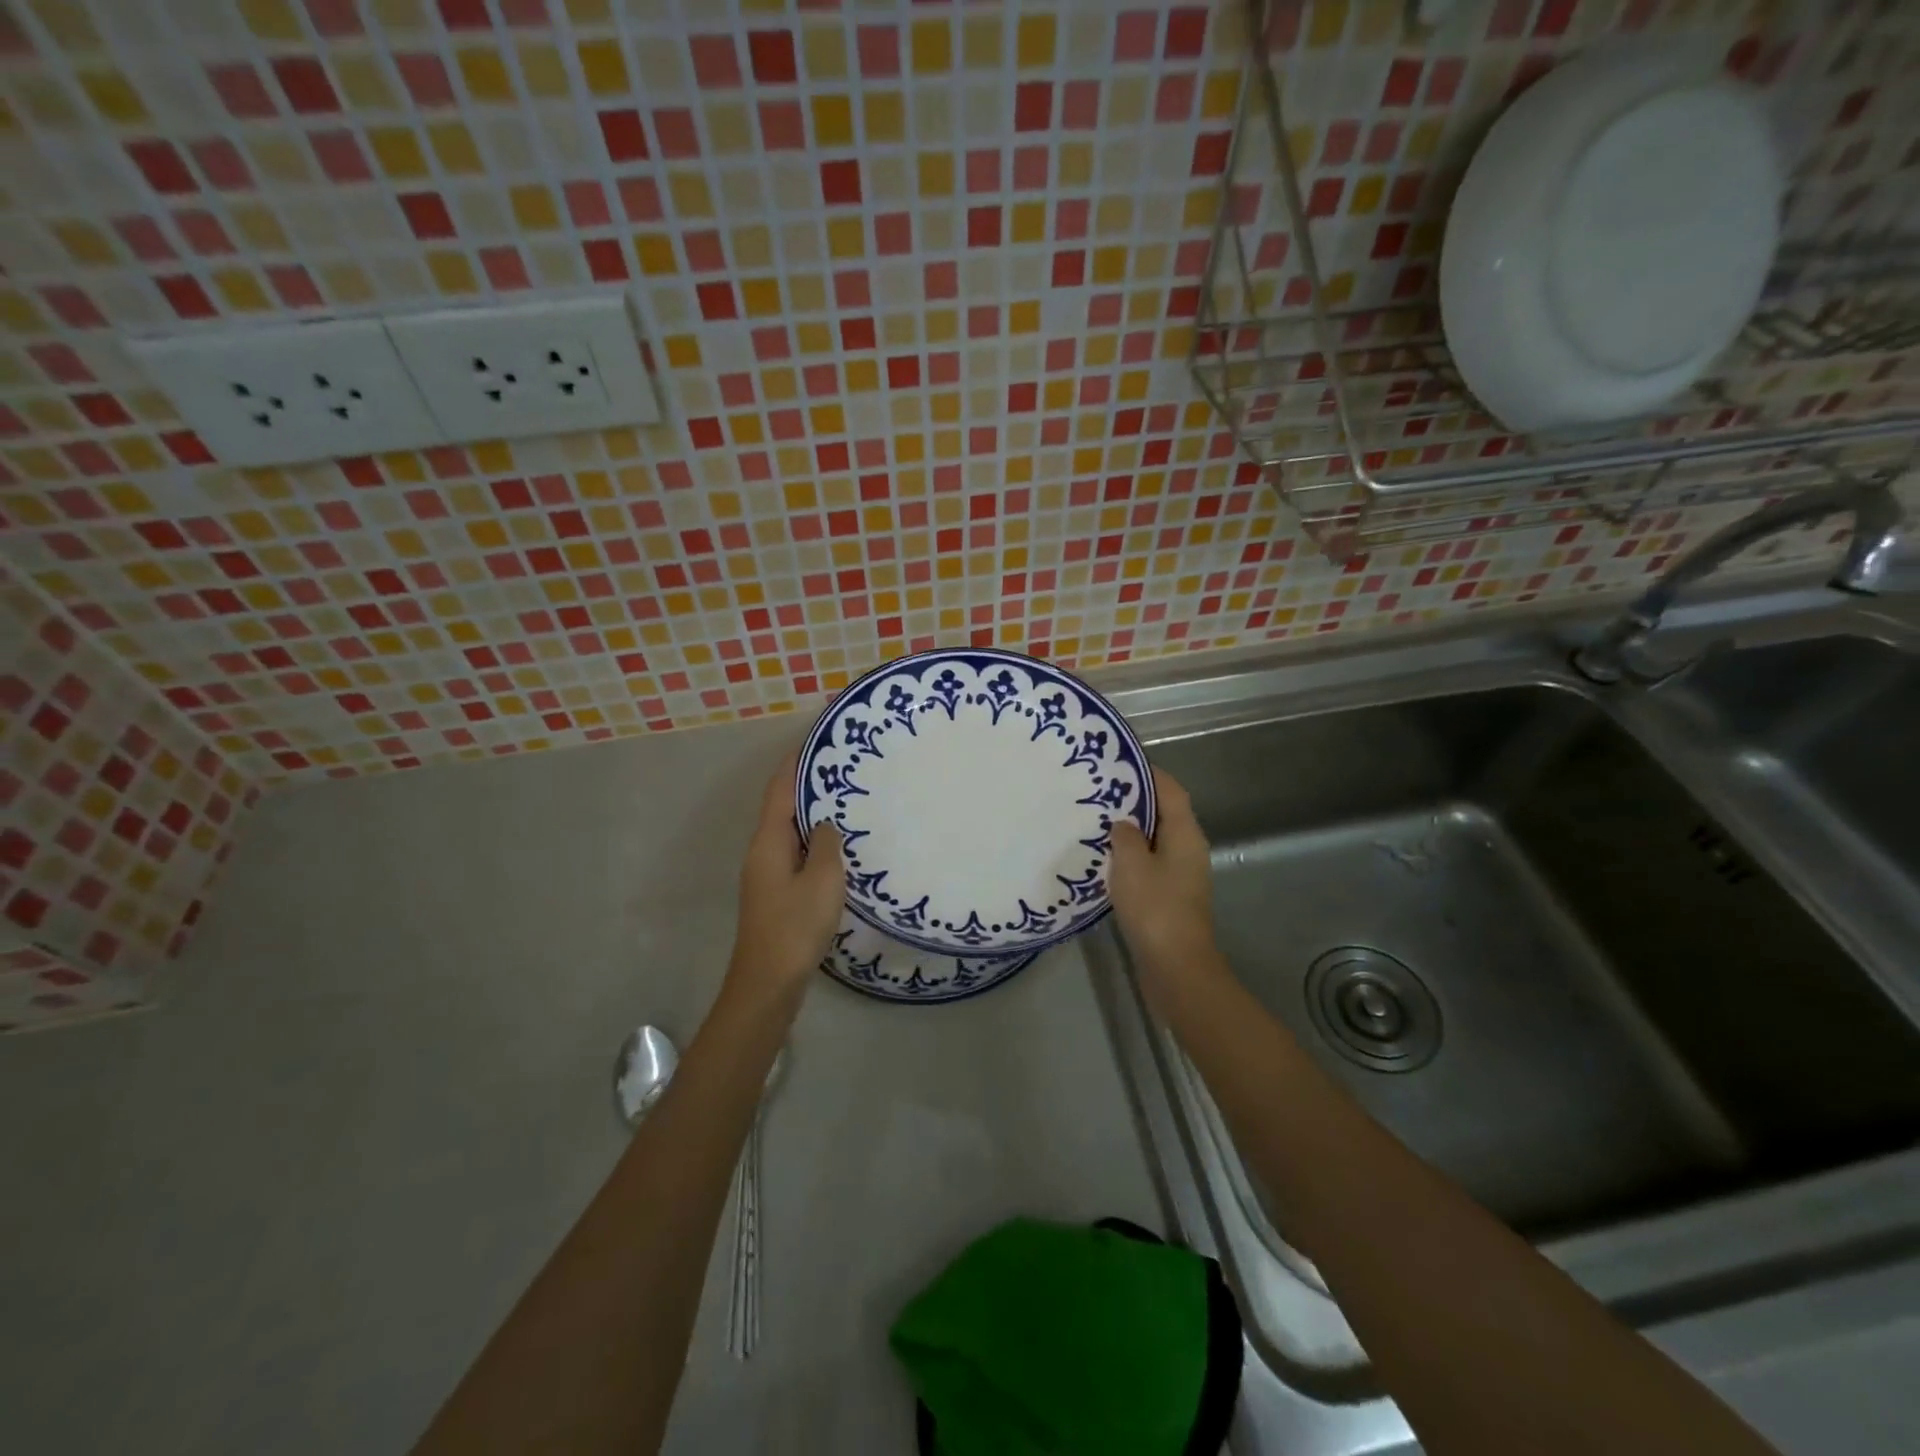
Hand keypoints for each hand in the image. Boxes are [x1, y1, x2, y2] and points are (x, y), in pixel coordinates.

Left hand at [726, 753, 844, 994]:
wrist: (768, 984)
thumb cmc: (795, 926)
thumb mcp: (823, 880)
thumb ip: (827, 844)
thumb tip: (826, 825)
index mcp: (768, 842)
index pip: (779, 790)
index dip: (794, 764)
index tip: (816, 741)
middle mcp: (762, 853)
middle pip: (783, 809)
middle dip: (808, 787)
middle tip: (843, 771)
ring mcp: (767, 876)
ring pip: (791, 834)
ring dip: (814, 817)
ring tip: (847, 803)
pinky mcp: (776, 896)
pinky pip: (797, 856)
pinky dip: (815, 844)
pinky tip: (839, 849)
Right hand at [1108, 767, 1219, 980]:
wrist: (1175, 966)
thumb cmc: (1154, 907)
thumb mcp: (1131, 863)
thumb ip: (1125, 835)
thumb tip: (1124, 824)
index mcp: (1185, 834)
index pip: (1170, 790)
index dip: (1148, 773)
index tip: (1118, 763)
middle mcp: (1188, 849)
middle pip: (1163, 813)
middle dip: (1134, 801)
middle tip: (1099, 792)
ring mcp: (1181, 875)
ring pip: (1154, 840)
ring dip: (1129, 831)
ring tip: (1095, 821)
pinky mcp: (1170, 897)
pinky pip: (1149, 864)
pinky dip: (1130, 856)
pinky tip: (1104, 860)